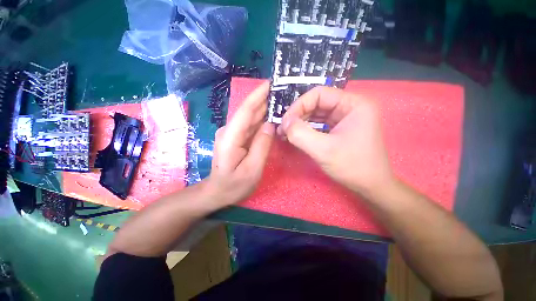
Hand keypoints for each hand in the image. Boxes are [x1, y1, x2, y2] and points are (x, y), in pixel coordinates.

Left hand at [206, 81, 274, 206]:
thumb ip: (262, 146)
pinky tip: (273, 116)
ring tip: (281, 100)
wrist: (217, 191)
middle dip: (265, 99)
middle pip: (249, 111)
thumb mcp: (252, 169)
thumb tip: (270, 125)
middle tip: (283, 91)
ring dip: (265, 108)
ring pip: (251, 117)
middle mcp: (230, 130)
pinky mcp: (237, 137)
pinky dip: (262, 119)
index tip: (271, 83)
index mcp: (231, 137)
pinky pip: (251, 126)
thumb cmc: (234, 185)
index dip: (258, 95)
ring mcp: (233, 133)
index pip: (246, 110)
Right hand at [278, 86, 393, 196]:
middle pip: (316, 103)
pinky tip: (296, 136)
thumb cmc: (353, 167)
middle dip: (297, 115)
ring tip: (285, 133)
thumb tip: (285, 122)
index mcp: (354, 104)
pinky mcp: (339, 129)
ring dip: (299, 123)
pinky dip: (305, 129)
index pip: (319, 94)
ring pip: (316, 114)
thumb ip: (301, 134)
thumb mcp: (324, 150)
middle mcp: (350, 107)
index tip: (285, 122)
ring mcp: (345, 118)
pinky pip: (319, 124)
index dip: (299, 105)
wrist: (370, 187)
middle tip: (283, 130)